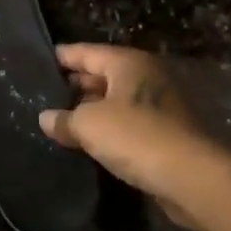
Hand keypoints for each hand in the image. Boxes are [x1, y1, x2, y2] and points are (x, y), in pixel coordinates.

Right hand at [41, 44, 217, 225]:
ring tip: (61, 121)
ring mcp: (161, 104)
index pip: (86, 52)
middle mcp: (147, 75)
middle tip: (45, 96)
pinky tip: (90, 142)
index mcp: (128, 62)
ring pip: (117, 101)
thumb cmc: (136, 137)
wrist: (192, 177)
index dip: (62, 57)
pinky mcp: (168, 132)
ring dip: (92, 110)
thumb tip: (46, 118)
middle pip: (103, 74)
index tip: (38, 62)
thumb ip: (64, 119)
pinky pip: (130, 122)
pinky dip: (110, 128)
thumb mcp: (89, 125)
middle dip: (75, 86)